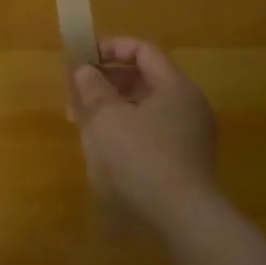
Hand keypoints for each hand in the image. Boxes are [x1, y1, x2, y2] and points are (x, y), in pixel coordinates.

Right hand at [68, 37, 219, 226]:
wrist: (183, 216)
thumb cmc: (141, 157)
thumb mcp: (106, 117)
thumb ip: (92, 88)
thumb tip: (84, 70)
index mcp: (175, 86)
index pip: (143, 50)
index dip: (110, 48)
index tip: (81, 59)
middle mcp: (188, 104)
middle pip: (144, 77)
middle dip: (106, 80)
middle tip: (76, 92)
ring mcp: (189, 132)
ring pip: (144, 105)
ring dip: (111, 105)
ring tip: (81, 120)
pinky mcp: (184, 157)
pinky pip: (150, 128)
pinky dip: (125, 126)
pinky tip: (102, 144)